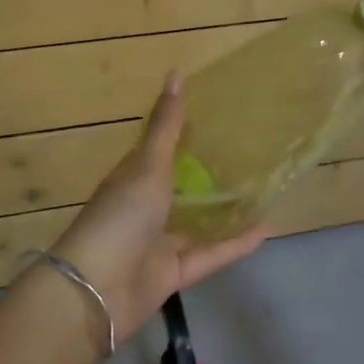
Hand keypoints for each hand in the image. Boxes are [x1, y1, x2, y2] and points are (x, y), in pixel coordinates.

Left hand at [51, 74, 268, 344]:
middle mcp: (145, 207)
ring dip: (226, 209)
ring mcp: (159, 242)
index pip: (159, 150)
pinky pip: (211, 253)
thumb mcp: (147, 166)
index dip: (184, 133)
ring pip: (198, 222)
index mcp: (133, 178)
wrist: (97, 290)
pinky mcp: (175, 273)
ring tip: (263, 190)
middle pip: (181, 186)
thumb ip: (167, 127)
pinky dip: (236, 243)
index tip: (218, 116)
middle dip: (209, 172)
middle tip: (250, 152)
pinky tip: (267, 228)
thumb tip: (176, 72)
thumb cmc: (120, 216)